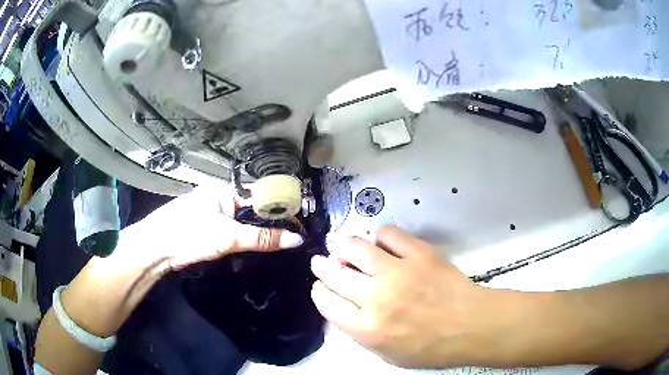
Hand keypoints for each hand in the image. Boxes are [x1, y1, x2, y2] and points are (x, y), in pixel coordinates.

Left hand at [112, 182, 303, 272]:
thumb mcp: (229, 237)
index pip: (260, 196)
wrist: (157, 248)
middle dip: (270, 222)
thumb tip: (296, 239)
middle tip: (293, 236)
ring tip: (282, 241)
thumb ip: (262, 239)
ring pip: (243, 221)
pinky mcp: (208, 227)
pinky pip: (233, 229)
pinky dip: (245, 237)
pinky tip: (257, 246)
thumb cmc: (190, 235)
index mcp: (225, 190)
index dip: (279, 208)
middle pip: (252, 209)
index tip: (299, 222)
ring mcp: (213, 212)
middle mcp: (220, 197)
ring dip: (258, 232)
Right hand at [310, 226, 500, 368]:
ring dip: (343, 246)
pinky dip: (380, 236)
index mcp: (366, 328)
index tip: (321, 286)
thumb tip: (345, 309)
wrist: (470, 326)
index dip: (319, 291)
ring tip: (344, 247)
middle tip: (323, 261)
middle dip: (323, 266)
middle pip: (334, 273)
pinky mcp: (418, 253)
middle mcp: (375, 297)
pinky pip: (388, 234)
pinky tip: (382, 244)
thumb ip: (361, 333)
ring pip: (354, 247)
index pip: (326, 302)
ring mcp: (397, 271)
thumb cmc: (430, 348)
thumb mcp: (388, 354)